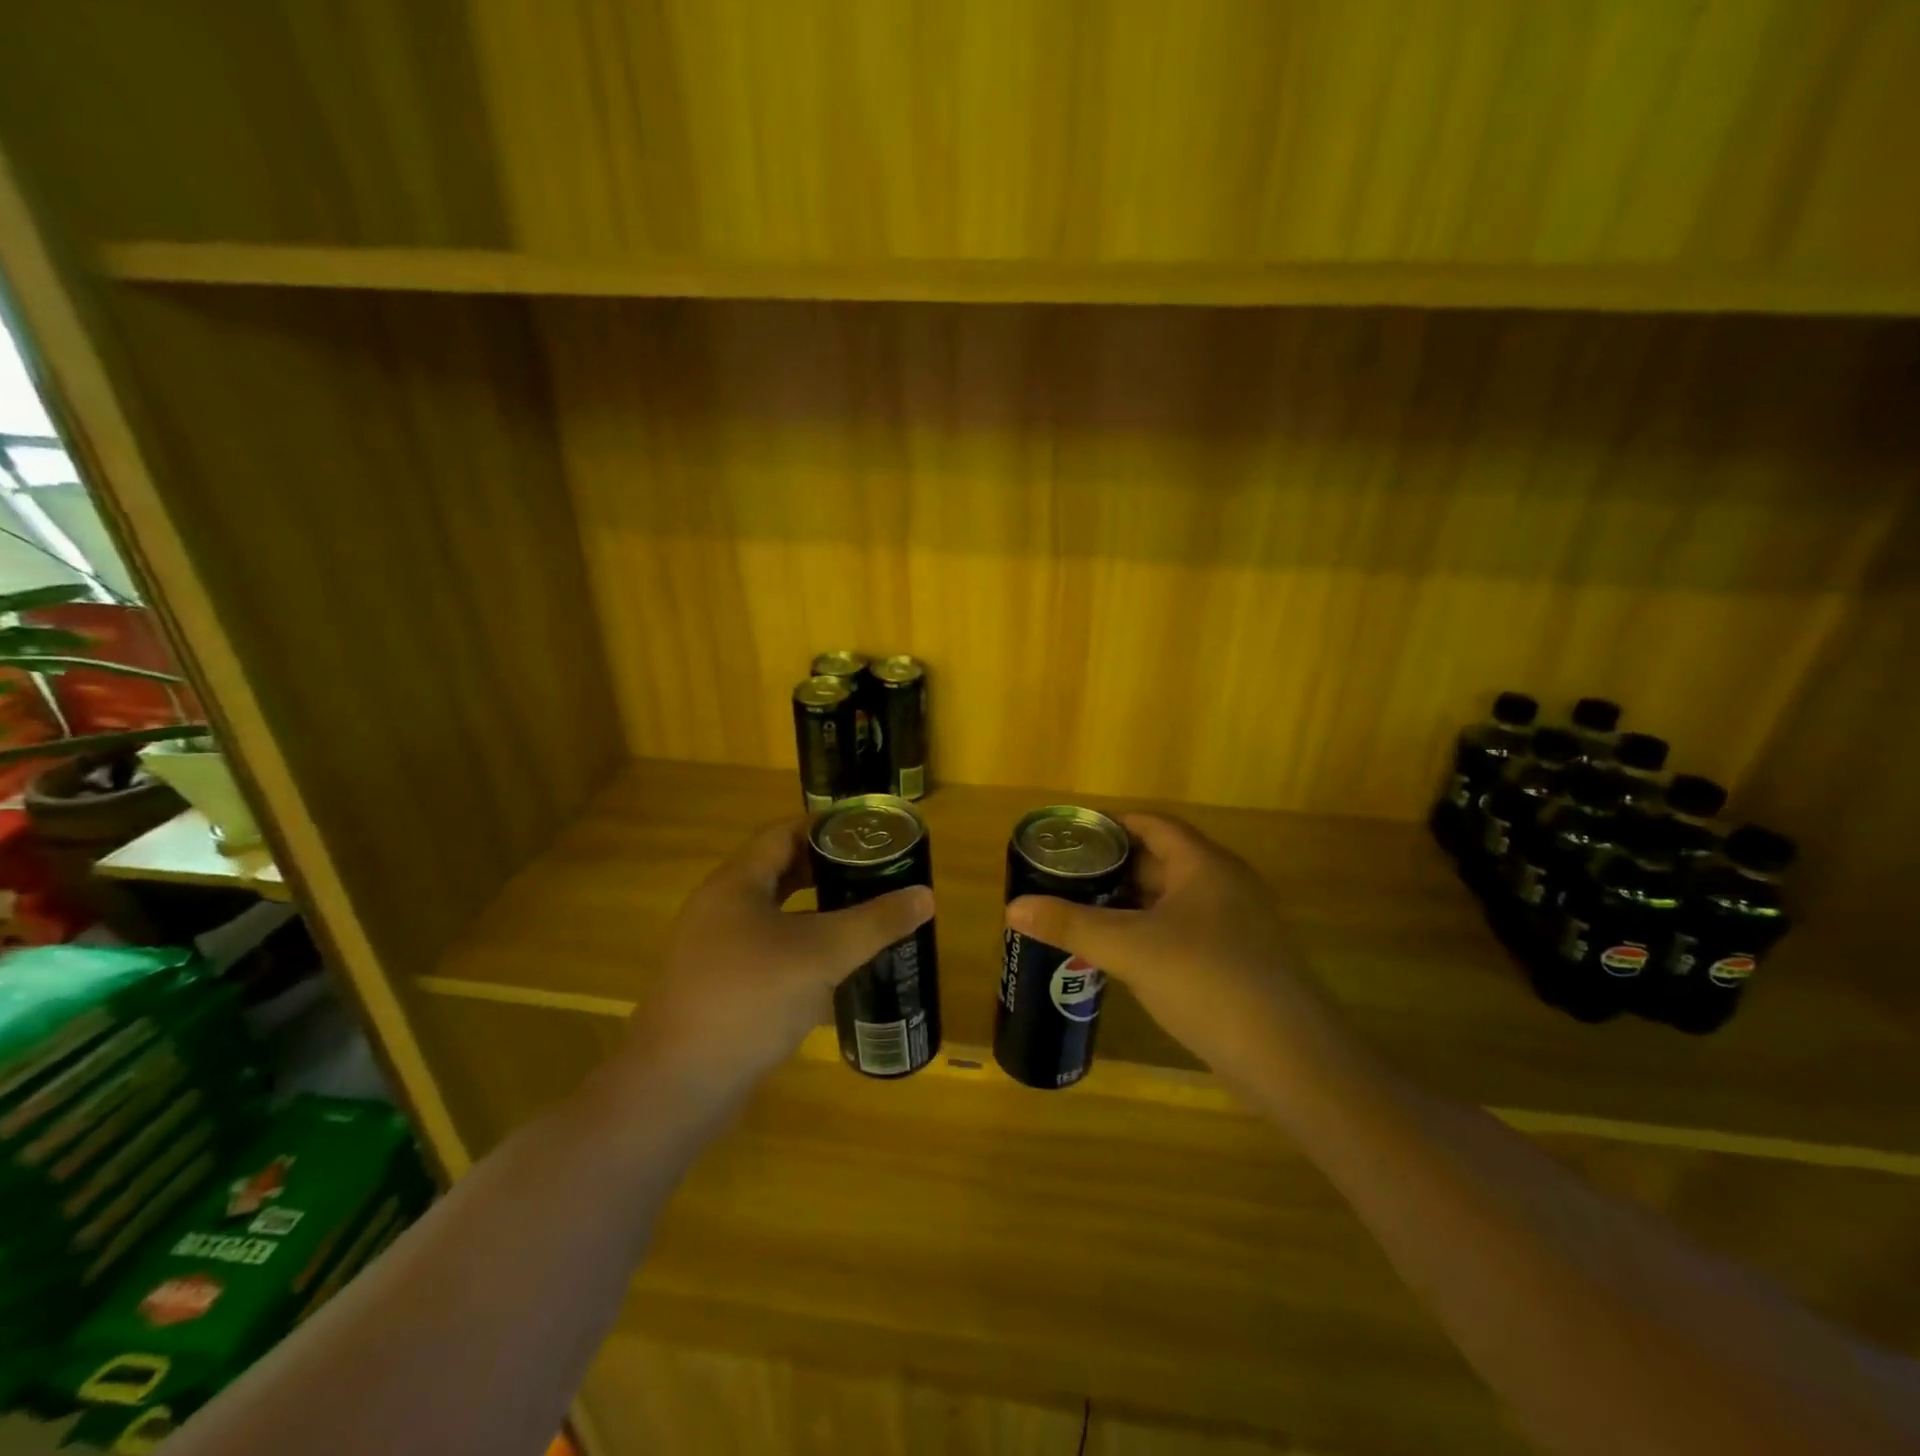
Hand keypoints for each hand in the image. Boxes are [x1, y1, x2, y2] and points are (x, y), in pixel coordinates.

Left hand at [626, 820, 933, 1097]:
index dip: (826, 828)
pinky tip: (835, 967)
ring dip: (816, 911)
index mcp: (736, 884)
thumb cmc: (750, 999)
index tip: (869, 832)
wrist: (678, 1088)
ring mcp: (715, 951)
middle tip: (875, 872)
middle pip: (779, 873)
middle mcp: (720, 909)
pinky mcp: (720, 988)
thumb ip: (875, 922)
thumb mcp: (822, 954)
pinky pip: (768, 952)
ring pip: (775, 915)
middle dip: (827, 870)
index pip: (784, 834)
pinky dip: (801, 948)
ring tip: (863, 913)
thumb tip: (926, 895)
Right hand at [1005, 814, 1328, 1084]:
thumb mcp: (1130, 949)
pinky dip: (1147, 932)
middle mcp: (1222, 885)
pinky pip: (1181, 930)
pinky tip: (1118, 953)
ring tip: (1080, 912)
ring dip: (1128, 904)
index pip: (1152, 825)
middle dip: (1112, 868)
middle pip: (1159, 860)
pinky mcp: (1236, 960)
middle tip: (1064, 878)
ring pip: (1169, 899)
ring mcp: (1234, 924)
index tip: (1070, 838)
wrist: (1288, 1057)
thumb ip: (1071, 925)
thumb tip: (1013, 907)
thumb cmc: (1206, 981)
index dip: (1110, 826)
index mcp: (1204, 865)